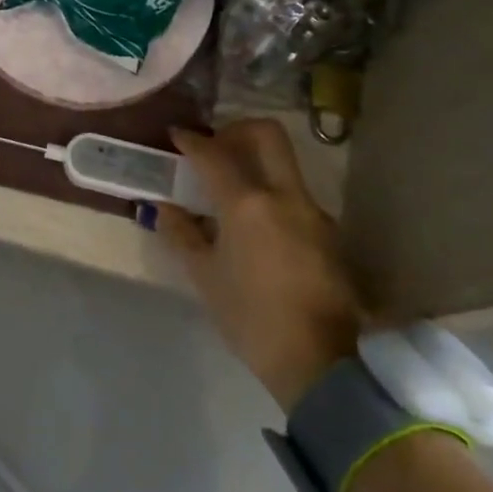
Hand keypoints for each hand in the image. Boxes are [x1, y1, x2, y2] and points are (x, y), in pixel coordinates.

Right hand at [158, 120, 362, 410]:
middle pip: (267, 134)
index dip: (192, 141)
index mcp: (248, 204)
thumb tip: (164, 208)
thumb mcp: (206, 277)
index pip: (215, 155)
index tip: (176, 135)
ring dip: (256, 162)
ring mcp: (313, 212)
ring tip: (231, 190)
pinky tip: (256, 224)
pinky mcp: (328, 232)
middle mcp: (285, 196)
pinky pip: (294, 195)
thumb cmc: (251, 318)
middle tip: (215, 147)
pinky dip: (272, 192)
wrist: (319, 362)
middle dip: (237, 129)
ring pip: (284, 164)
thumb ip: (183, 234)